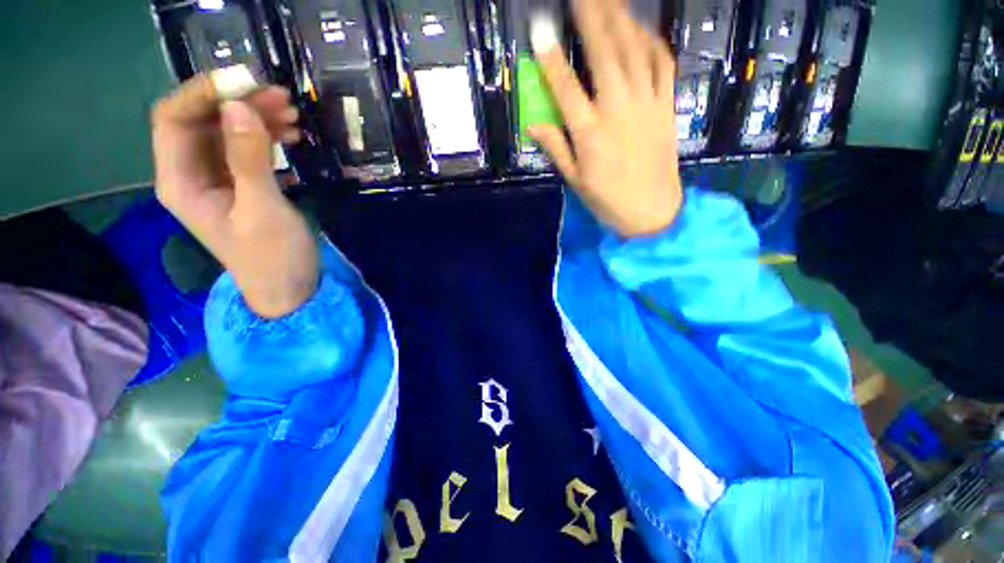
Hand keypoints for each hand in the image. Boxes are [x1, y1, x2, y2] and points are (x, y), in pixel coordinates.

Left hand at [151, 71, 316, 317]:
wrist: (290, 288)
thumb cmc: (273, 257)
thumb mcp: (263, 210)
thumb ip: (248, 161)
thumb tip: (239, 108)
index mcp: (180, 182)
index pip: (174, 120)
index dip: (203, 94)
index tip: (246, 82)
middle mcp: (190, 174)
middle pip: (202, 121)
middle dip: (237, 103)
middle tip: (281, 97)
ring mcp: (216, 179)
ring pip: (226, 132)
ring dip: (256, 117)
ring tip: (292, 114)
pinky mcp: (240, 184)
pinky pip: (246, 148)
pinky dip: (267, 136)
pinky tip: (291, 135)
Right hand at [529, 0, 682, 236]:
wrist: (653, 211)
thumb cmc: (608, 200)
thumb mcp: (576, 180)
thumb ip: (556, 148)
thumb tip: (532, 125)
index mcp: (591, 133)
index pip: (566, 88)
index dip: (551, 58)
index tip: (540, 29)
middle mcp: (618, 110)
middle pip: (605, 52)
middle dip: (591, 14)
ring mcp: (647, 103)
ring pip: (634, 50)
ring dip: (620, 17)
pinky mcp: (667, 105)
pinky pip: (661, 62)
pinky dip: (650, 40)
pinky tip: (640, 27)